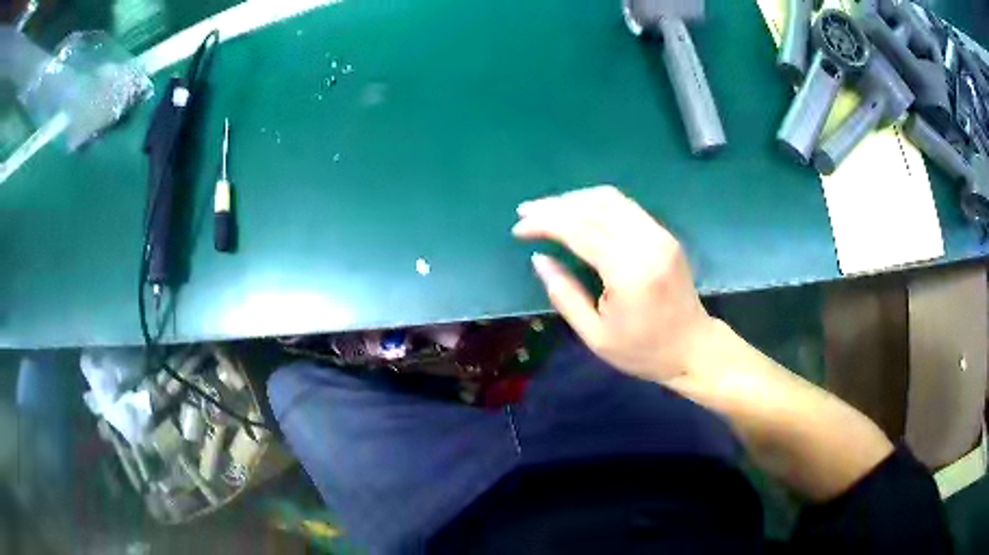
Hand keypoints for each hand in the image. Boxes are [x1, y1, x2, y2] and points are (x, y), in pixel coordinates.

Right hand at [512, 185, 723, 385]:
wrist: (693, 347)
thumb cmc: (642, 350)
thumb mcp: (595, 335)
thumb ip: (564, 294)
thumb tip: (538, 259)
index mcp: (630, 272)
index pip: (580, 230)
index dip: (545, 223)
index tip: (518, 228)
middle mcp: (647, 243)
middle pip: (593, 207)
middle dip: (554, 206)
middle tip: (525, 211)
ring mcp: (659, 234)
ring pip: (610, 199)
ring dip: (574, 199)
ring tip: (547, 209)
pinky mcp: (664, 233)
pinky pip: (625, 205)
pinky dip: (595, 203)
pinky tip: (578, 212)